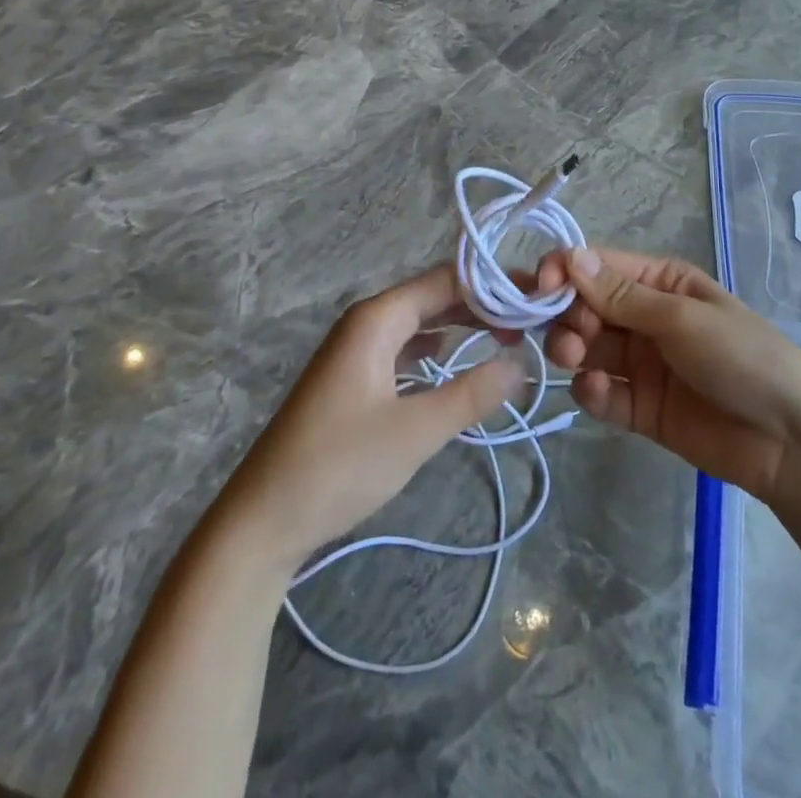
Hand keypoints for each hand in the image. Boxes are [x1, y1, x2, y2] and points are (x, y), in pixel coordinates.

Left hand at [217, 264, 523, 574]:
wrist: (262, 520)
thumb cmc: (338, 466)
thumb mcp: (415, 431)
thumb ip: (471, 393)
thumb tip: (522, 363)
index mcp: (377, 319)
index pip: (446, 280)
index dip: (493, 284)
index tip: (537, 296)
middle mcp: (367, 323)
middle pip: (434, 296)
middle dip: (482, 304)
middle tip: (532, 319)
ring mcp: (358, 351)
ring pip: (421, 322)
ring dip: (462, 326)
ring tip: (508, 336)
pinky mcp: (355, 378)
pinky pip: (406, 347)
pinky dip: (438, 349)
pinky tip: (460, 361)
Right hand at [539, 246, 800, 502]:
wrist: (788, 440)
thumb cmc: (741, 357)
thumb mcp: (682, 318)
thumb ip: (622, 296)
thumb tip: (571, 257)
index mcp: (660, 282)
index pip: (598, 267)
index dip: (565, 271)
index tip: (539, 288)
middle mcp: (644, 317)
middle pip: (585, 307)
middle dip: (566, 316)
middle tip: (567, 336)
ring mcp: (641, 363)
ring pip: (586, 348)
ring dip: (571, 349)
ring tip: (575, 360)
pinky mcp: (639, 408)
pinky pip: (601, 392)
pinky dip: (590, 391)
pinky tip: (598, 393)